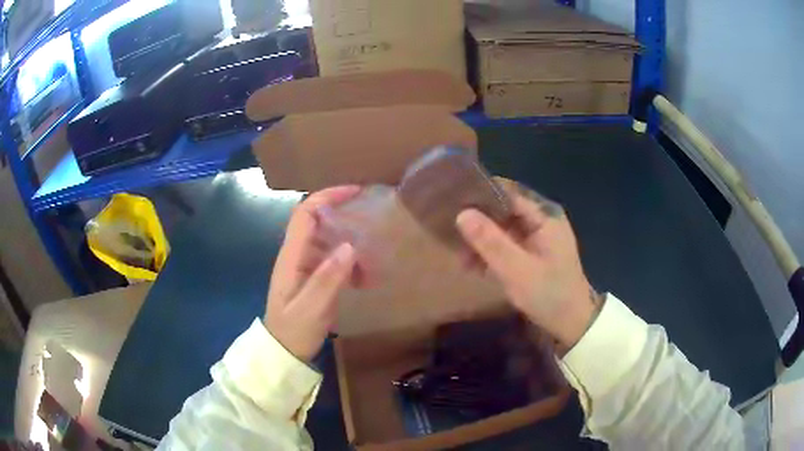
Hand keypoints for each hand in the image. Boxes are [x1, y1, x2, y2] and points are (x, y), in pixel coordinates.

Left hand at [265, 186, 359, 361]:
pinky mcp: (312, 278)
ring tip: (372, 264)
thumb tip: (350, 246)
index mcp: (291, 256)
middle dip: (346, 220)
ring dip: (351, 247)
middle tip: (373, 225)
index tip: (355, 192)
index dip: (328, 197)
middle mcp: (296, 255)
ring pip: (329, 242)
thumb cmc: (293, 332)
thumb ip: (328, 279)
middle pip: (319, 223)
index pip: (306, 214)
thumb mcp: (311, 309)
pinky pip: (333, 261)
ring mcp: (304, 266)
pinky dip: (350, 265)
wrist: (283, 352)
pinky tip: (364, 280)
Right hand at [456, 180, 602, 349]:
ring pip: (504, 228)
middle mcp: (543, 219)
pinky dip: (492, 252)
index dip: (481, 196)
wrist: (572, 322)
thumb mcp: (517, 270)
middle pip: (504, 210)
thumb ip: (490, 241)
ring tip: (461, 258)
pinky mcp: (535, 252)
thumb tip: (462, 213)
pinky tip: (475, 266)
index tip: (453, 203)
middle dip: (478, 222)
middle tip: (451, 234)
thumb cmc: (548, 294)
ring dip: (483, 241)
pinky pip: (509, 243)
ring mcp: (539, 236)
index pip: (508, 193)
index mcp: (545, 216)